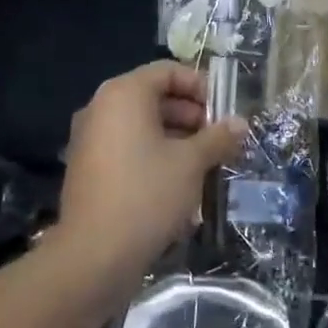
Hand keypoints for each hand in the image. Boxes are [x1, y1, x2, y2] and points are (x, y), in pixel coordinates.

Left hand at [56, 61, 245, 285]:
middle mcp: (101, 108)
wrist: (94, 256)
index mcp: (123, 94)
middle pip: (154, 97)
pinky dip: (154, 156)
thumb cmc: (147, 194)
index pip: (168, 71)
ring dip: (177, 138)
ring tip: (205, 163)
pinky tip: (179, 183)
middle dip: (191, 115)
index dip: (201, 86)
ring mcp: (90, 139)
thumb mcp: (191, 163)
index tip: (224, 112)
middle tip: (219, 139)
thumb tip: (240, 123)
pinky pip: (127, 148)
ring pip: (142, 126)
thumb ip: (218, 137)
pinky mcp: (88, 169)